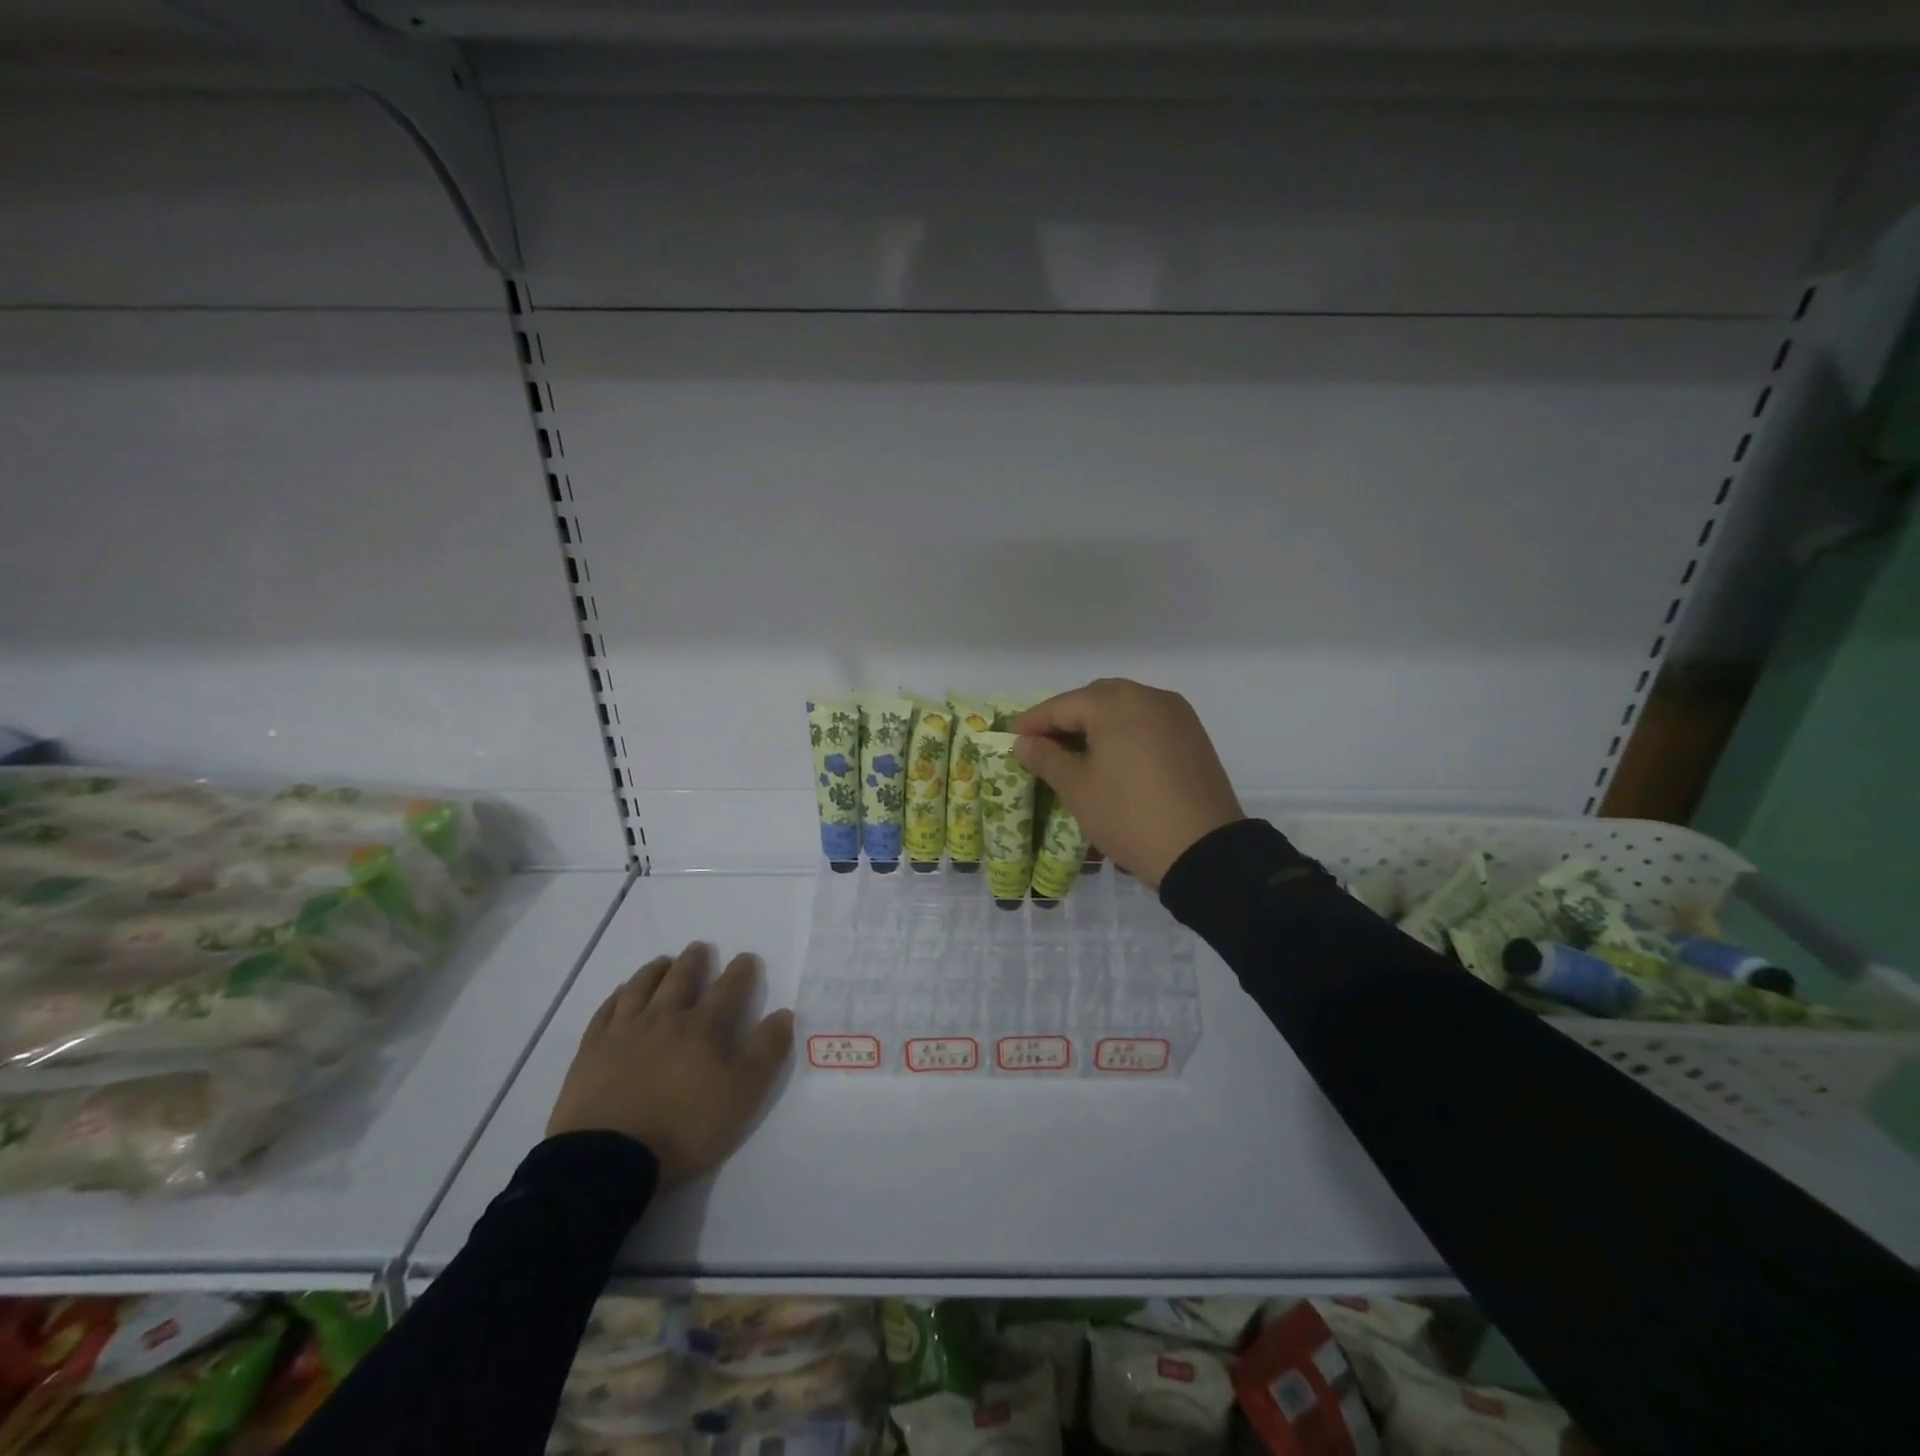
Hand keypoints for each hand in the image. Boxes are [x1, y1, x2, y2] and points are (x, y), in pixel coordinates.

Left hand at [546, 942, 793, 1190]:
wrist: (608, 1161)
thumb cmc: (684, 1129)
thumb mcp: (742, 1095)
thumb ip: (766, 1052)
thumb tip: (783, 1013)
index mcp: (702, 1028)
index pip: (727, 990)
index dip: (740, 972)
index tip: (746, 958)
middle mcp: (663, 1019)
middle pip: (681, 980)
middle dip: (694, 961)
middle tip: (699, 947)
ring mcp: (623, 1032)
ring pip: (641, 988)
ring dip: (655, 971)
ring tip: (663, 962)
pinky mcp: (591, 1051)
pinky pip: (606, 1011)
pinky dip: (617, 996)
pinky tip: (621, 994)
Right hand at [1014, 678, 1243, 887]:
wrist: (1203, 850)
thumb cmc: (1128, 814)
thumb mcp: (1077, 788)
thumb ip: (1046, 758)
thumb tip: (1024, 742)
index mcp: (1115, 702)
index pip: (1062, 705)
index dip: (1033, 722)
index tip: (1012, 739)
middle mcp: (1148, 696)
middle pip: (1095, 699)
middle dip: (1067, 719)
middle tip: (1044, 746)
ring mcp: (1176, 715)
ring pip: (1125, 709)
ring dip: (1097, 725)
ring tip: (1077, 755)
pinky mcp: (1193, 736)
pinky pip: (1148, 724)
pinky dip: (1125, 734)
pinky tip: (1114, 760)